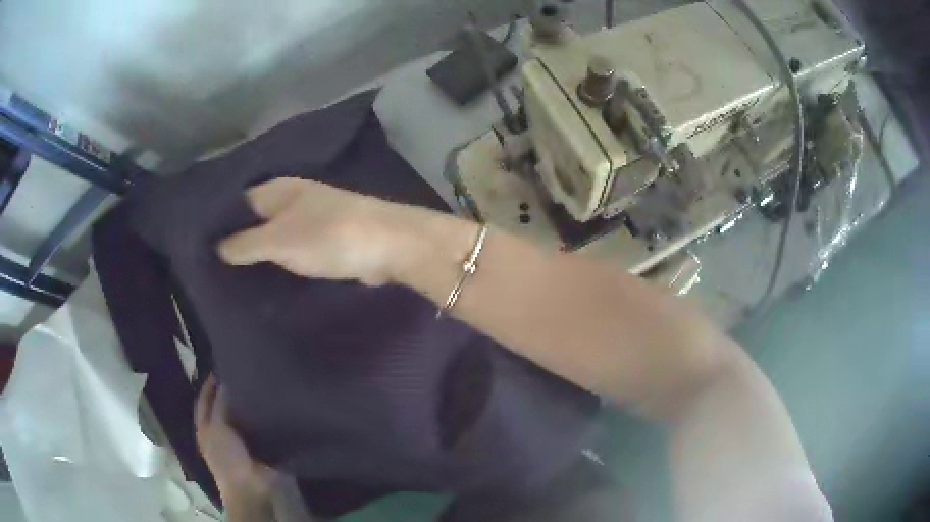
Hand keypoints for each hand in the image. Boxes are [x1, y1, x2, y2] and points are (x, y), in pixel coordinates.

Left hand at [195, 375, 274, 504]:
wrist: (250, 488)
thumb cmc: (226, 458)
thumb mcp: (217, 428)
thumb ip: (220, 404)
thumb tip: (225, 380)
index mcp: (205, 426)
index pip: (204, 398)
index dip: (210, 382)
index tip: (222, 364)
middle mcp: (219, 430)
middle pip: (222, 404)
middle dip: (229, 390)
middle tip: (243, 370)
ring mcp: (238, 439)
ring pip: (240, 414)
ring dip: (246, 402)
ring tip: (258, 382)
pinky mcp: (257, 445)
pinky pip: (257, 425)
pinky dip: (261, 415)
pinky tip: (269, 403)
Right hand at [218, 178, 426, 285]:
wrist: (389, 245)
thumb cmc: (330, 236)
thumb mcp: (280, 240)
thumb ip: (246, 244)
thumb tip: (216, 248)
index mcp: (277, 190)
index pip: (237, 202)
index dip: (218, 223)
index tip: (198, 247)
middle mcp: (292, 198)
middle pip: (254, 220)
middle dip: (236, 241)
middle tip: (211, 269)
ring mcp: (310, 219)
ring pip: (274, 235)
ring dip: (257, 253)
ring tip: (230, 278)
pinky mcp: (325, 240)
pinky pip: (293, 249)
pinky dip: (279, 262)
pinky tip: (264, 279)